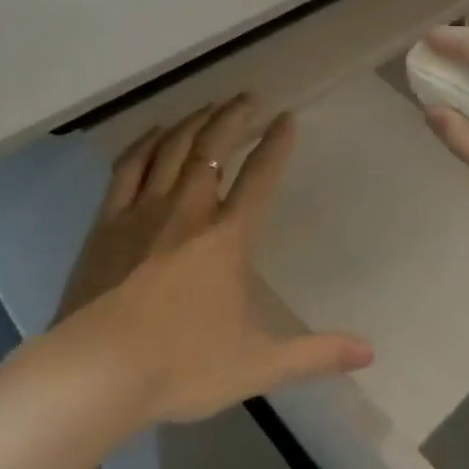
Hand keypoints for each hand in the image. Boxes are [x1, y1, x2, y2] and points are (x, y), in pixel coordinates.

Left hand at [64, 98, 372, 426]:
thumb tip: (370, 353)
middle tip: (247, 97)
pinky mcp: (107, 222)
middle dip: (233, 116)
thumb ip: (316, 355)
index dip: (276, 144)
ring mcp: (143, 211)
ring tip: (209, 106)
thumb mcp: (259, 364)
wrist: (97, 372)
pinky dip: (145, 143)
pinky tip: (155, 133)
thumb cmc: (182, 365)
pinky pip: (128, 168)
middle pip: (213, 147)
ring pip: (172, 148)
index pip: (259, 177)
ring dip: (194, 121)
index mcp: (227, 237)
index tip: (286, 117)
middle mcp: (188, 210)